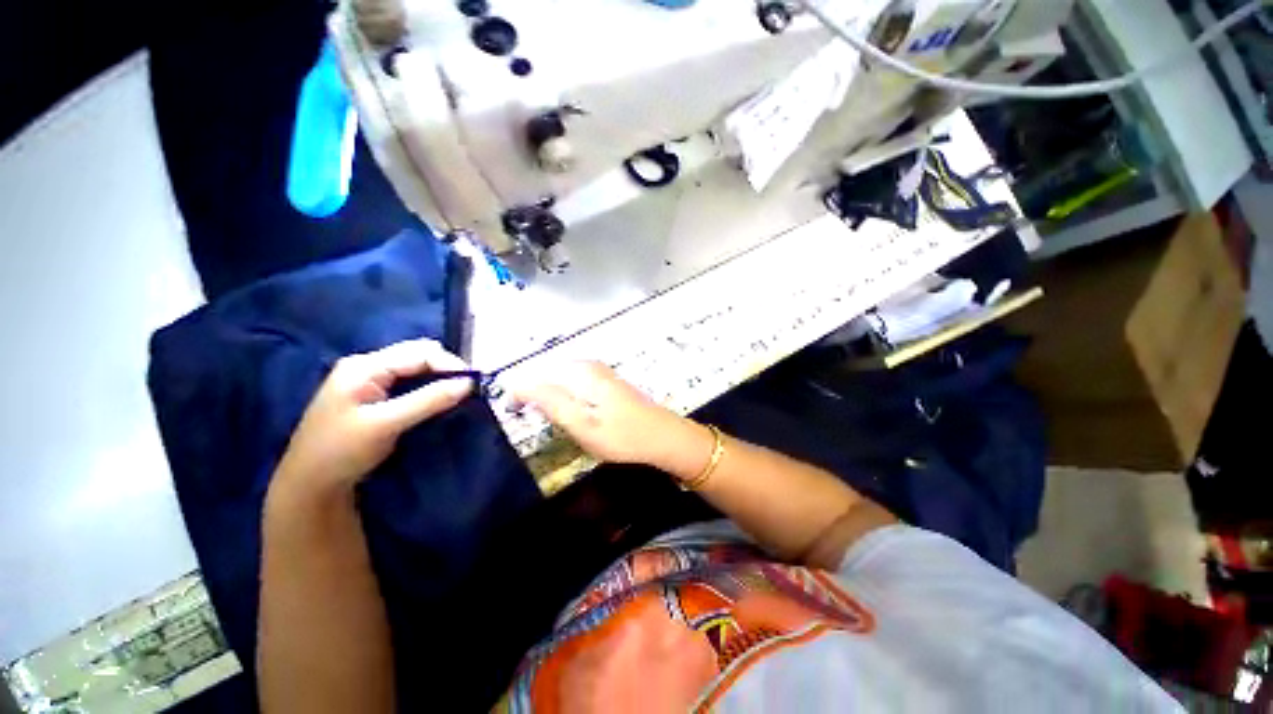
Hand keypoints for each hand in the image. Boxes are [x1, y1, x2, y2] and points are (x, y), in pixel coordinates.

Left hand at [273, 339, 472, 494]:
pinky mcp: (373, 395)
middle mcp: (367, 366)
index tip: (474, 383)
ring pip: (415, 367)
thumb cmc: (341, 451)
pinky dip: (428, 387)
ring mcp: (369, 380)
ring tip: (458, 392)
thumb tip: (469, 383)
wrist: (309, 484)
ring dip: (439, 377)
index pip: (419, 353)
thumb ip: (428, 400)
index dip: (450, 364)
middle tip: (468, 388)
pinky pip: (409, 381)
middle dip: (446, 368)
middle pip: (418, 355)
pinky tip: (438, 398)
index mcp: (364, 366)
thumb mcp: (386, 424)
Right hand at [512, 362, 711, 476]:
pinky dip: (566, 396)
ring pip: (563, 379)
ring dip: (550, 395)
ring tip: (546, 416)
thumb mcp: (582, 424)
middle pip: (549, 374)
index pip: (537, 375)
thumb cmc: (622, 436)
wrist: (664, 438)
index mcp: (581, 373)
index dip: (520, 393)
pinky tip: (572, 412)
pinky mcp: (608, 383)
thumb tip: (520, 385)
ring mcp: (601, 373)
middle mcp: (589, 366)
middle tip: (528, 416)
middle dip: (534, 392)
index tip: (511, 412)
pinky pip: (576, 383)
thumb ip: (551, 402)